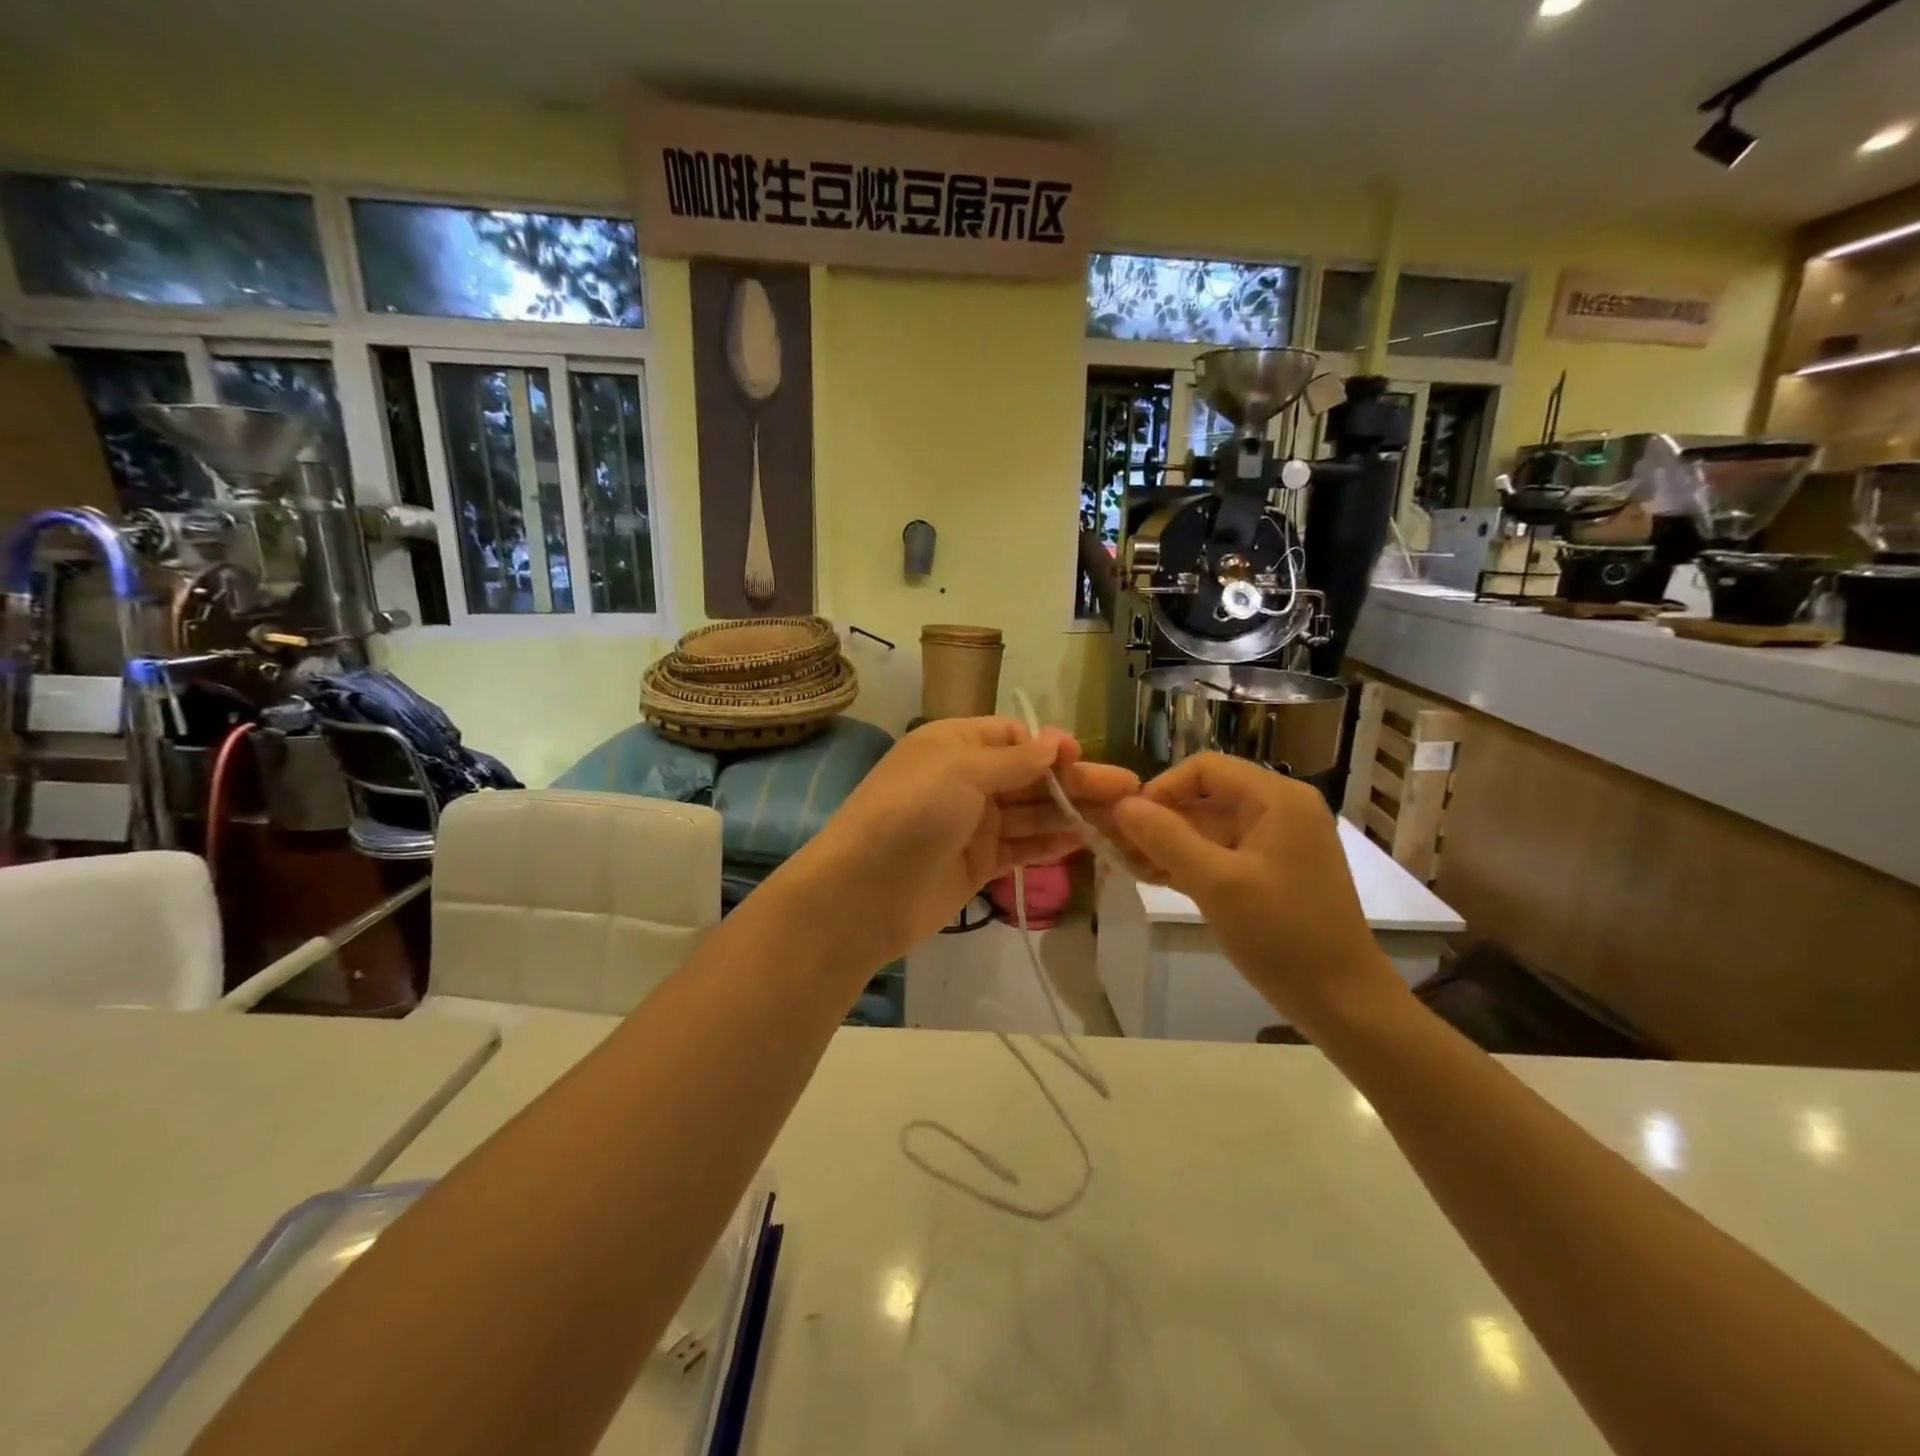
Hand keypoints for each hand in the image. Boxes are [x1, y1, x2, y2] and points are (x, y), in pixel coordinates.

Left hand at [777, 717, 1138, 978]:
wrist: (863, 893)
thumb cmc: (911, 813)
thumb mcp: (960, 770)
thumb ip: (1013, 759)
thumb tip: (1055, 741)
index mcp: (954, 745)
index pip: (1013, 736)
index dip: (1050, 746)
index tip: (1083, 758)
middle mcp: (966, 780)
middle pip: (1031, 776)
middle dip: (1076, 781)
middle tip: (1129, 789)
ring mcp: (972, 824)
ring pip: (1032, 813)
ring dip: (1073, 812)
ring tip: (1123, 817)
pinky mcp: (978, 863)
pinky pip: (1022, 847)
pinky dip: (1051, 843)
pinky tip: (1087, 839)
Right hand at [1109, 753, 1404, 1031]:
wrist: (1343, 1002)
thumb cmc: (1283, 934)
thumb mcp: (1217, 883)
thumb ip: (1165, 838)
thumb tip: (1121, 805)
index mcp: (1277, 798)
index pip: (1205, 768)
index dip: (1162, 788)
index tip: (1129, 822)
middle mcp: (1279, 810)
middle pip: (1205, 797)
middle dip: (1159, 819)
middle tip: (1116, 846)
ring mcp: (1276, 843)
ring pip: (1208, 828)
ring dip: (1167, 843)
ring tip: (1125, 865)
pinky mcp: (1271, 873)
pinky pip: (1221, 854)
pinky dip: (1188, 862)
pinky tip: (1151, 877)